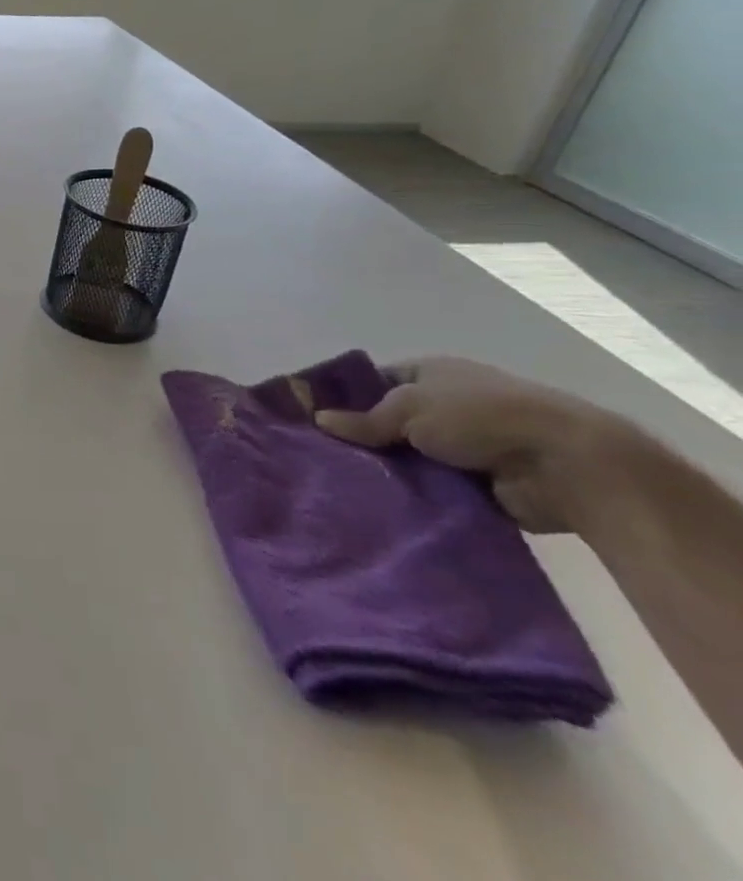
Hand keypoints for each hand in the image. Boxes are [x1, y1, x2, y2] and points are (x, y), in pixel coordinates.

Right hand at [314, 356, 636, 532]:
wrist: (567, 465)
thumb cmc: (480, 416)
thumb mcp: (408, 407)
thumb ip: (363, 419)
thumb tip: (319, 421)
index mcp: (431, 373)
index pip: (375, 381)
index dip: (345, 397)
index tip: (314, 419)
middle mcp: (447, 406)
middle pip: (390, 422)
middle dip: (362, 439)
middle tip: (320, 457)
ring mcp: (466, 446)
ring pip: (409, 458)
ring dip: (388, 471)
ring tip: (344, 485)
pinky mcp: (480, 484)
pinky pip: (434, 489)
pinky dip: (414, 497)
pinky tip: (380, 506)